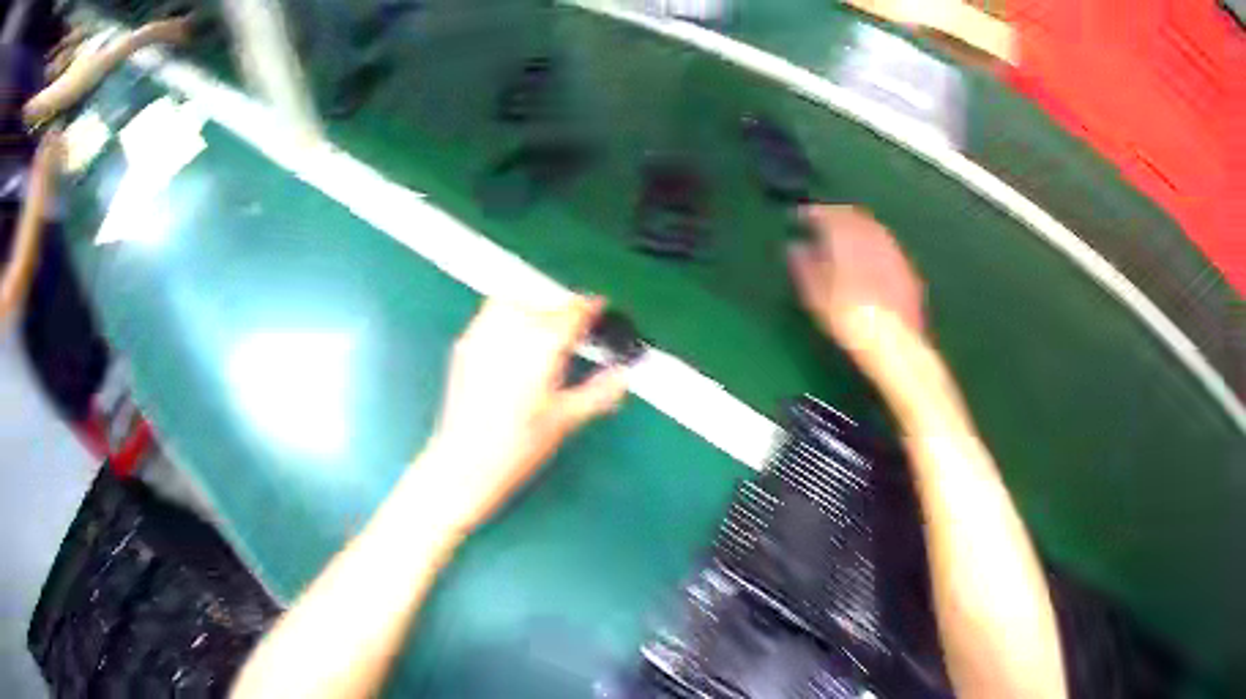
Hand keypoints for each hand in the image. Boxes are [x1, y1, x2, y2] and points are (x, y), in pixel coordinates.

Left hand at [417, 296, 628, 532]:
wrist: (466, 462)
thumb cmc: (519, 445)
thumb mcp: (567, 420)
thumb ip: (600, 392)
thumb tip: (623, 375)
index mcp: (543, 345)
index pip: (573, 311)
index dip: (591, 308)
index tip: (599, 310)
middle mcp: (513, 330)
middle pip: (545, 304)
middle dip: (563, 312)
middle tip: (575, 332)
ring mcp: (484, 334)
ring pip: (515, 301)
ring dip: (534, 307)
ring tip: (544, 330)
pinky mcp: (465, 345)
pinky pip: (490, 314)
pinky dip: (507, 316)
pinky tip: (513, 340)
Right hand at [788, 205, 925, 358]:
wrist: (895, 346)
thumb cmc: (849, 319)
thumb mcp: (815, 295)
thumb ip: (804, 266)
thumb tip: (795, 247)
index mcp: (848, 238)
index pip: (829, 214)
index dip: (813, 213)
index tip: (800, 217)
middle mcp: (874, 238)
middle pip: (855, 217)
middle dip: (839, 216)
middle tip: (824, 223)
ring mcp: (895, 254)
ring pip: (875, 230)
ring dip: (859, 229)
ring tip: (846, 240)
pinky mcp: (909, 273)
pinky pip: (888, 248)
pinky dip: (875, 247)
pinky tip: (870, 262)